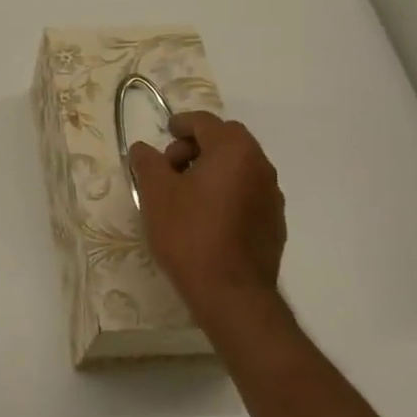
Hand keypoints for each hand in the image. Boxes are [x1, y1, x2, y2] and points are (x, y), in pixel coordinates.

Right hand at [128, 112, 285, 328]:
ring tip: (185, 194)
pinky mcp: (274, 223)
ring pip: (239, 166)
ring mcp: (272, 196)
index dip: (181, 123)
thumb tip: (143, 148)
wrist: (231, 293)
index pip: (206, 122)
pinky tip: (206, 216)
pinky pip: (247, 192)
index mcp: (234, 151)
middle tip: (171, 167)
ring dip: (213, 169)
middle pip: (227, 140)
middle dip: (198, 145)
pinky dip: (227, 191)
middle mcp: (260, 166)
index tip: (165, 134)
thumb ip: (147, 162)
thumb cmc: (189, 234)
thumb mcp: (156, 193)